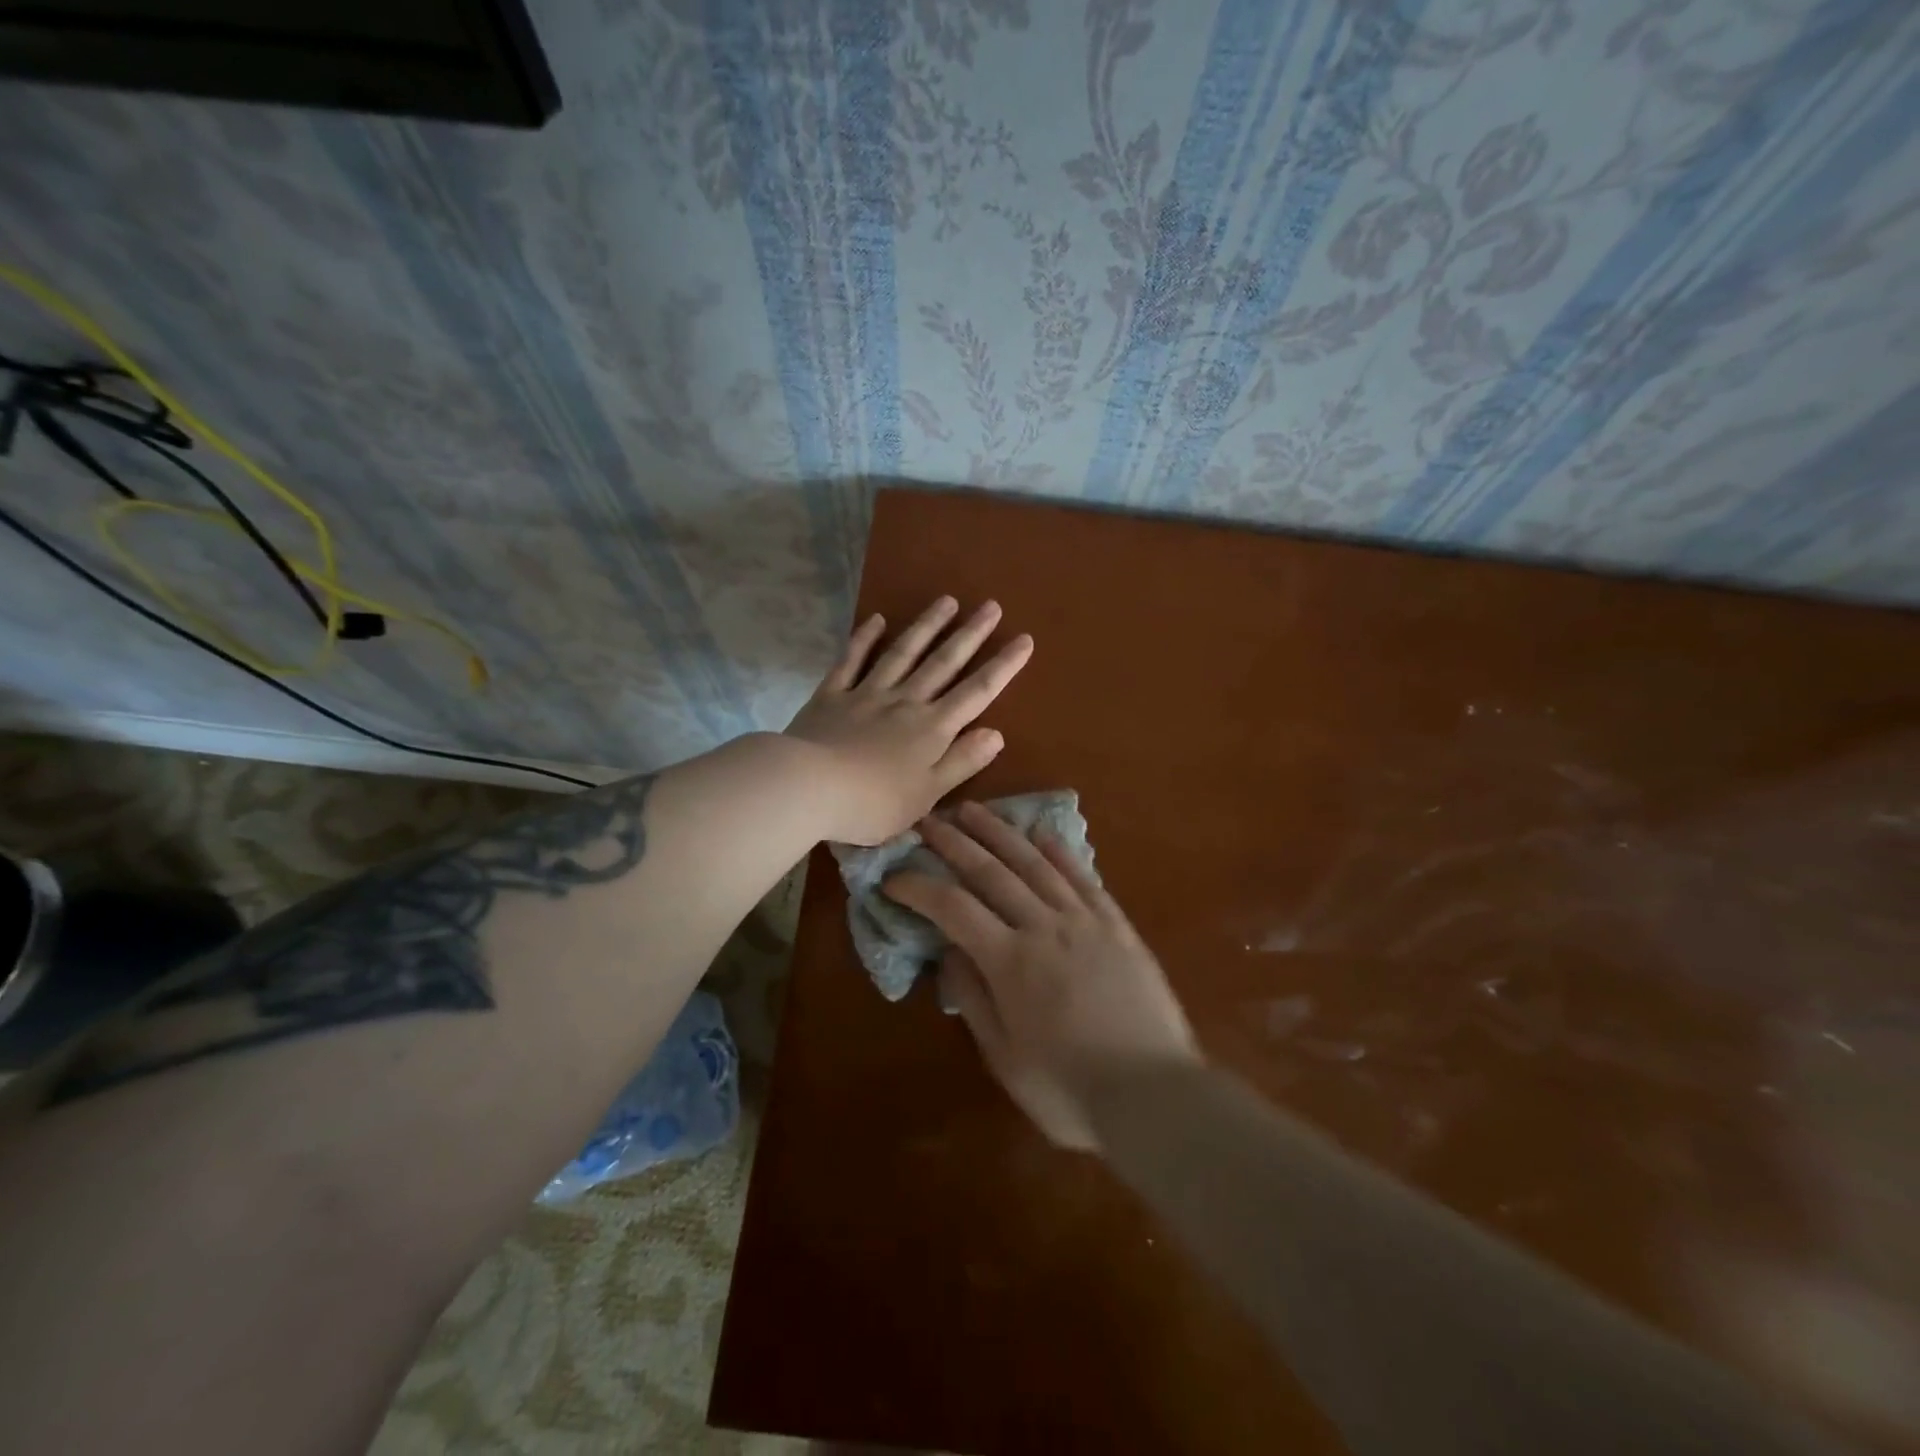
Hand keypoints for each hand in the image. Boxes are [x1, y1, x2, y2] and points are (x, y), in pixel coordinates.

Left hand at [785, 597, 1031, 845]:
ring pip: (903, 653)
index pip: (976, 693)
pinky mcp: (832, 694)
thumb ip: (961, 761)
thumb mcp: (927, 794)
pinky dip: (864, 639)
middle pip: (943, 663)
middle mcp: (905, 702)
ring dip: (926, 626)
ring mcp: (867, 693)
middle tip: (991, 605)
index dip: (1002, 667)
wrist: (809, 788)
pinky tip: (877, 620)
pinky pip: (851, 660)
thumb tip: (996, 733)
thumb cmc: (873, 803)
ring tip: (946, 600)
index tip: (1024, 639)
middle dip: (970, 634)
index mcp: (932, 729)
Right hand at [885, 802, 1200, 1149]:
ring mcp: (1085, 921)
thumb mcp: (1004, 1058)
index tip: (894, 876)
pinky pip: (1084, 878)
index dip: (918, 887)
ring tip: (974, 810)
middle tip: (927, 820)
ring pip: (1035, 864)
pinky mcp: (1118, 926)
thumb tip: (949, 952)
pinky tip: (1043, 833)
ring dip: (1000, 833)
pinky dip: (1061, 852)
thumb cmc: (1070, 1090)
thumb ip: (973, 999)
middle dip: (954, 842)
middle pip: (991, 872)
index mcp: (1010, 962)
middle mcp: (1044, 927)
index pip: (952, 908)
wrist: (1156, 1096)